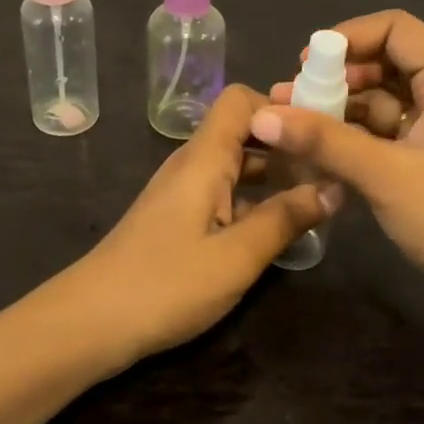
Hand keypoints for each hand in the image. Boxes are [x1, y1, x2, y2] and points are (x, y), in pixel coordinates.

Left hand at [71, 85, 337, 363]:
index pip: (241, 100)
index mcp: (204, 158)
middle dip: (288, 144)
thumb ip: (286, 219)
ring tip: (319, 198)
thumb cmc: (165, 284)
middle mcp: (193, 164)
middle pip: (243, 131)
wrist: (89, 323)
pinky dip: (255, 199)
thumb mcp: (236, 256)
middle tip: (333, 169)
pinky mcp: (179, 218)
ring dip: (275, 175)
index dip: (281, 108)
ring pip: (236, 164)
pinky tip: (280, 227)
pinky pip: (225, 192)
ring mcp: (183, 192)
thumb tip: (334, 187)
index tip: (321, 135)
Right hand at [258, 11, 423, 380]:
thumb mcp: (384, 174)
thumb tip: (260, 115)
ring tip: (290, 124)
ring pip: (379, 103)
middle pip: (384, 64)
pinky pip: (382, 136)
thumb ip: (323, 140)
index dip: (350, 36)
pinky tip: (315, 152)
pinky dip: (350, 139)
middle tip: (291, 97)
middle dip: (337, 76)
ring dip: (338, 110)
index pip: (396, 29)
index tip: (307, 62)